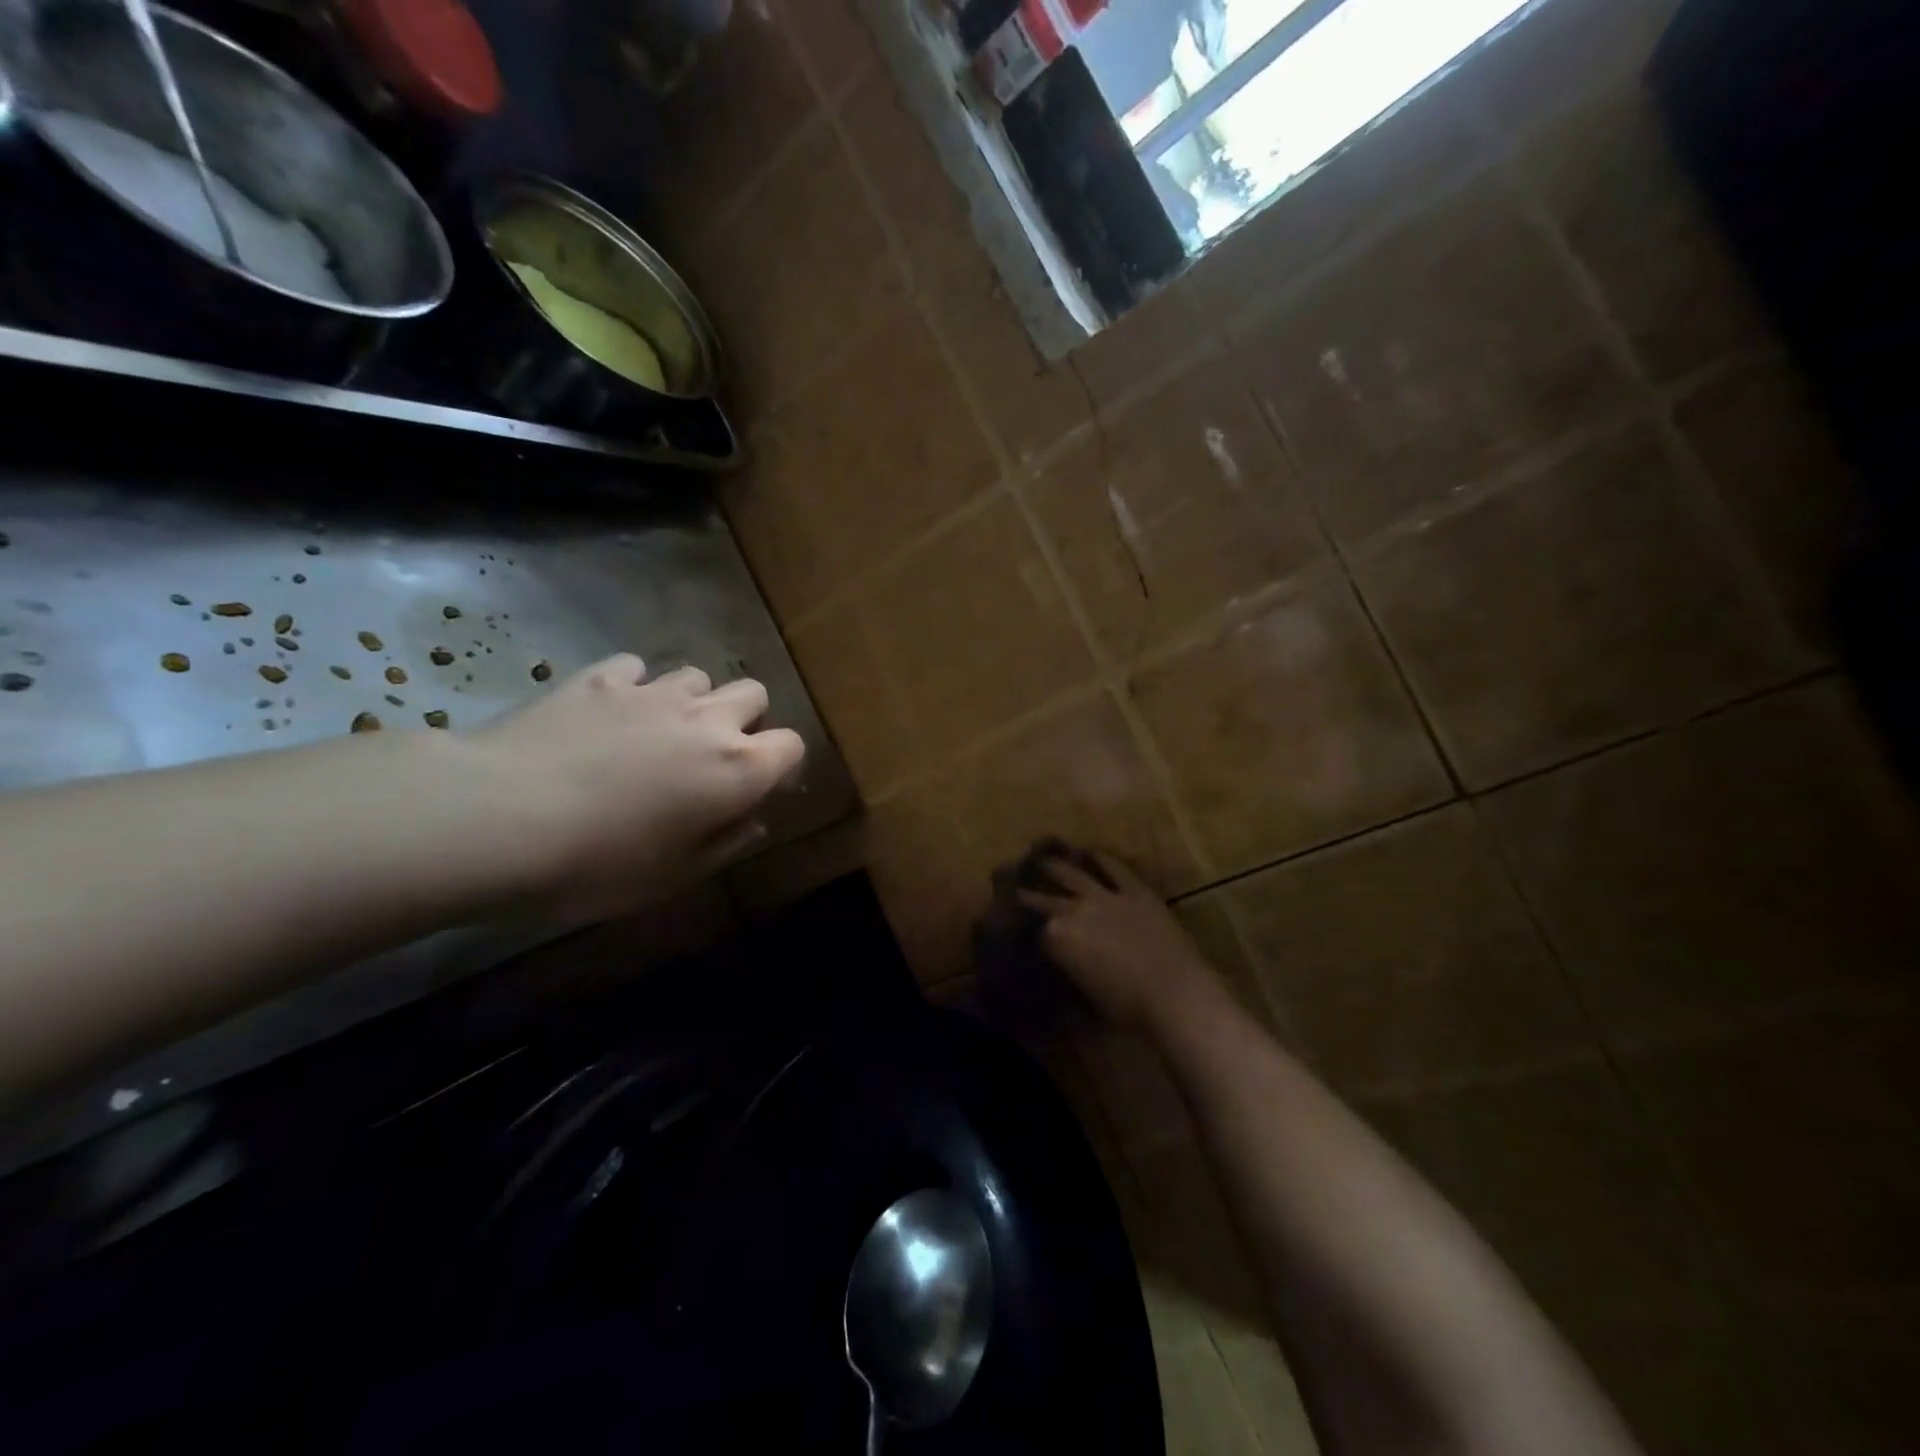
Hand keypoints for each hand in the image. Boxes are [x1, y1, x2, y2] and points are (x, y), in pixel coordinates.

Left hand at [469, 655, 803, 921]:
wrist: (498, 819)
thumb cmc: (599, 864)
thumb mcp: (674, 876)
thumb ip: (726, 843)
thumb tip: (752, 820)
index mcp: (737, 768)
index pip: (792, 744)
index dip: (780, 765)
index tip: (756, 788)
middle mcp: (707, 719)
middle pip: (754, 694)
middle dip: (744, 720)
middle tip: (710, 757)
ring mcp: (653, 692)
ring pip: (698, 677)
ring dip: (692, 702)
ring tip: (659, 733)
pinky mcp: (600, 677)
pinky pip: (637, 668)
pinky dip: (634, 688)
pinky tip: (609, 714)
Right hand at [1017, 851, 1221, 1033]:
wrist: (1173, 993)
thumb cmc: (1127, 1007)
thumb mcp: (1087, 995)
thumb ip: (1071, 971)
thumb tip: (1066, 965)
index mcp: (1057, 940)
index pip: (1037, 933)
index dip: (1031, 934)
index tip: (1024, 932)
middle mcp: (1073, 911)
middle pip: (1044, 899)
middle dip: (1029, 895)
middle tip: (1018, 890)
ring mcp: (1104, 896)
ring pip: (1072, 874)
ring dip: (1055, 867)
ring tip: (1045, 861)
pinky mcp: (1134, 890)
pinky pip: (1113, 868)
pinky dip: (1101, 858)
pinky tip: (1091, 852)